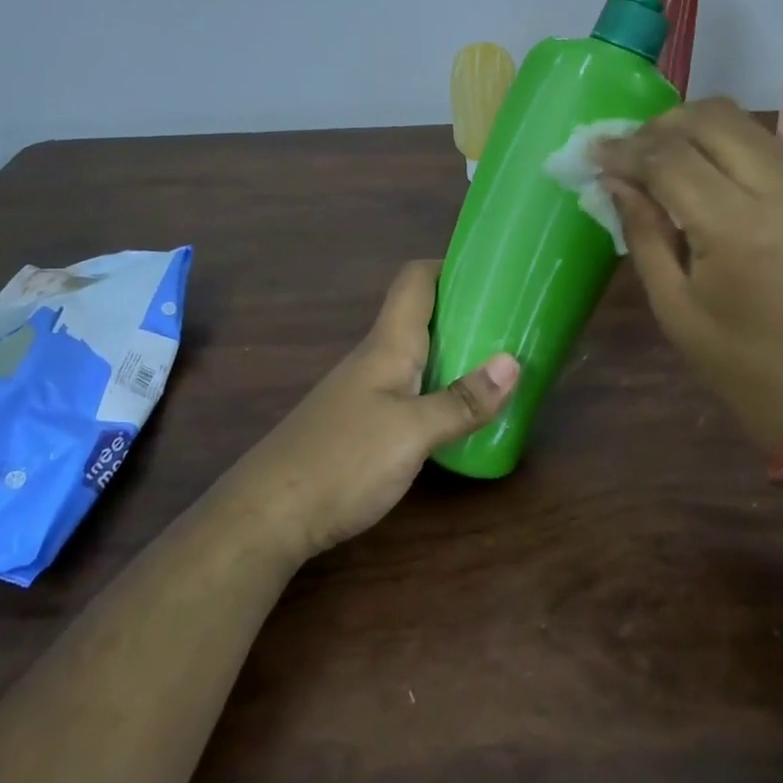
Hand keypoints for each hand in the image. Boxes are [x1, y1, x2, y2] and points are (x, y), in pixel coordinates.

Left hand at [221, 261, 518, 562]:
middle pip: (421, 316)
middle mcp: (376, 359)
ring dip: (456, 352)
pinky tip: (461, 413)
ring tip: (500, 364)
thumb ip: (462, 401)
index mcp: (388, 345)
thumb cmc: (342, 461)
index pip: (415, 281)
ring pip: (417, 355)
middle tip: (513, 323)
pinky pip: (411, 389)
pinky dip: (441, 388)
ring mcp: (366, 392)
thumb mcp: (412, 432)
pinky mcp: (362, 424)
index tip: (493, 272)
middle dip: (466, 312)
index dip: (451, 266)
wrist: (268, 515)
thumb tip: (514, 362)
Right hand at [597, 97, 782, 450]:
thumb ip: (643, 232)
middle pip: (710, 119)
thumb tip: (614, 180)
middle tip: (624, 154)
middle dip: (658, 126)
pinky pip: (759, 142)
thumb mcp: (673, 306)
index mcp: (737, 228)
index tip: (591, 151)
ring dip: (690, 126)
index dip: (625, 150)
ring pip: (740, 119)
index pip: (671, 159)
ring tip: (654, 157)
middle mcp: (778, 191)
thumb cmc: (738, 364)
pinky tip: (693, 168)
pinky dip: (720, 140)